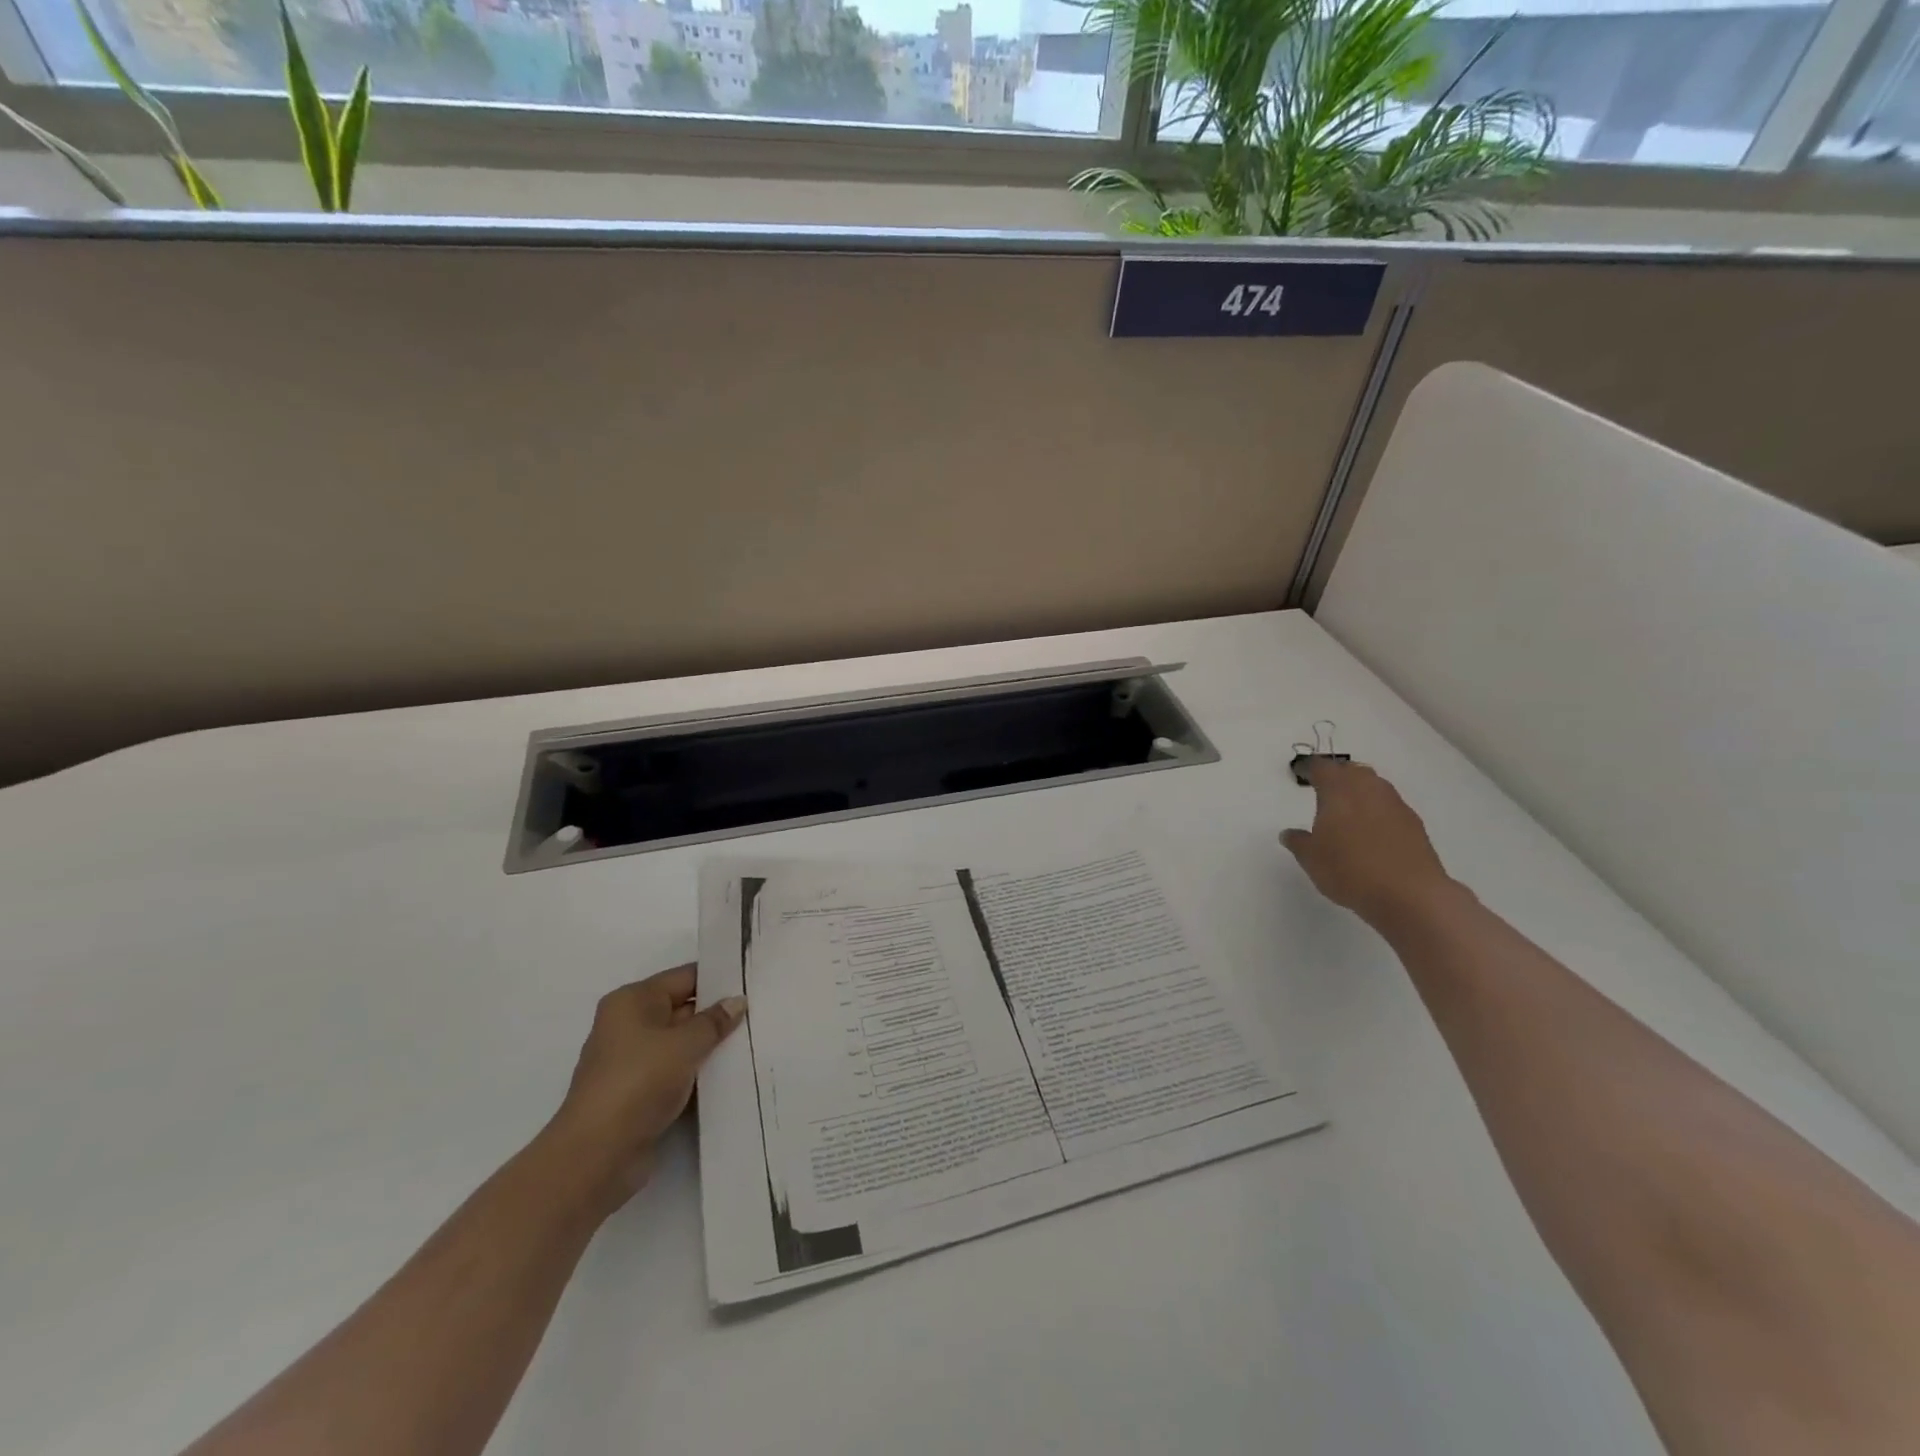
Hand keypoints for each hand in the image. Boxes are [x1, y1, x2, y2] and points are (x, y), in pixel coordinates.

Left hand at [545, 964, 745, 1209]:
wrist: (596, 1155)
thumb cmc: (638, 1082)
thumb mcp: (685, 1044)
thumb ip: (714, 1021)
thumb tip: (737, 1002)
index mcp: (632, 1001)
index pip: (685, 977)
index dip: (719, 979)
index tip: (754, 981)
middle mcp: (629, 1025)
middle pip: (683, 1009)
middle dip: (718, 1014)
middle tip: (762, 1012)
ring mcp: (632, 1061)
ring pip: (681, 1043)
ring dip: (710, 1047)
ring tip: (754, 1041)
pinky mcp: (638, 1093)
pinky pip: (676, 1071)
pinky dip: (698, 1072)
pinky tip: (730, 1074)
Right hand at [1281, 758, 1456, 926]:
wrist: (1409, 894)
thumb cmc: (1349, 870)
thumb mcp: (1311, 859)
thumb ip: (1298, 842)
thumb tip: (1289, 833)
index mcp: (1338, 791)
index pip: (1322, 768)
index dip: (1310, 768)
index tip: (1303, 773)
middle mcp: (1368, 790)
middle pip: (1352, 770)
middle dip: (1339, 775)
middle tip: (1326, 789)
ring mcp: (1395, 805)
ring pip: (1375, 786)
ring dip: (1361, 791)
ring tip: (1349, 810)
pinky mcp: (1414, 824)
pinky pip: (1390, 806)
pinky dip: (1378, 811)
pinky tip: (1372, 831)